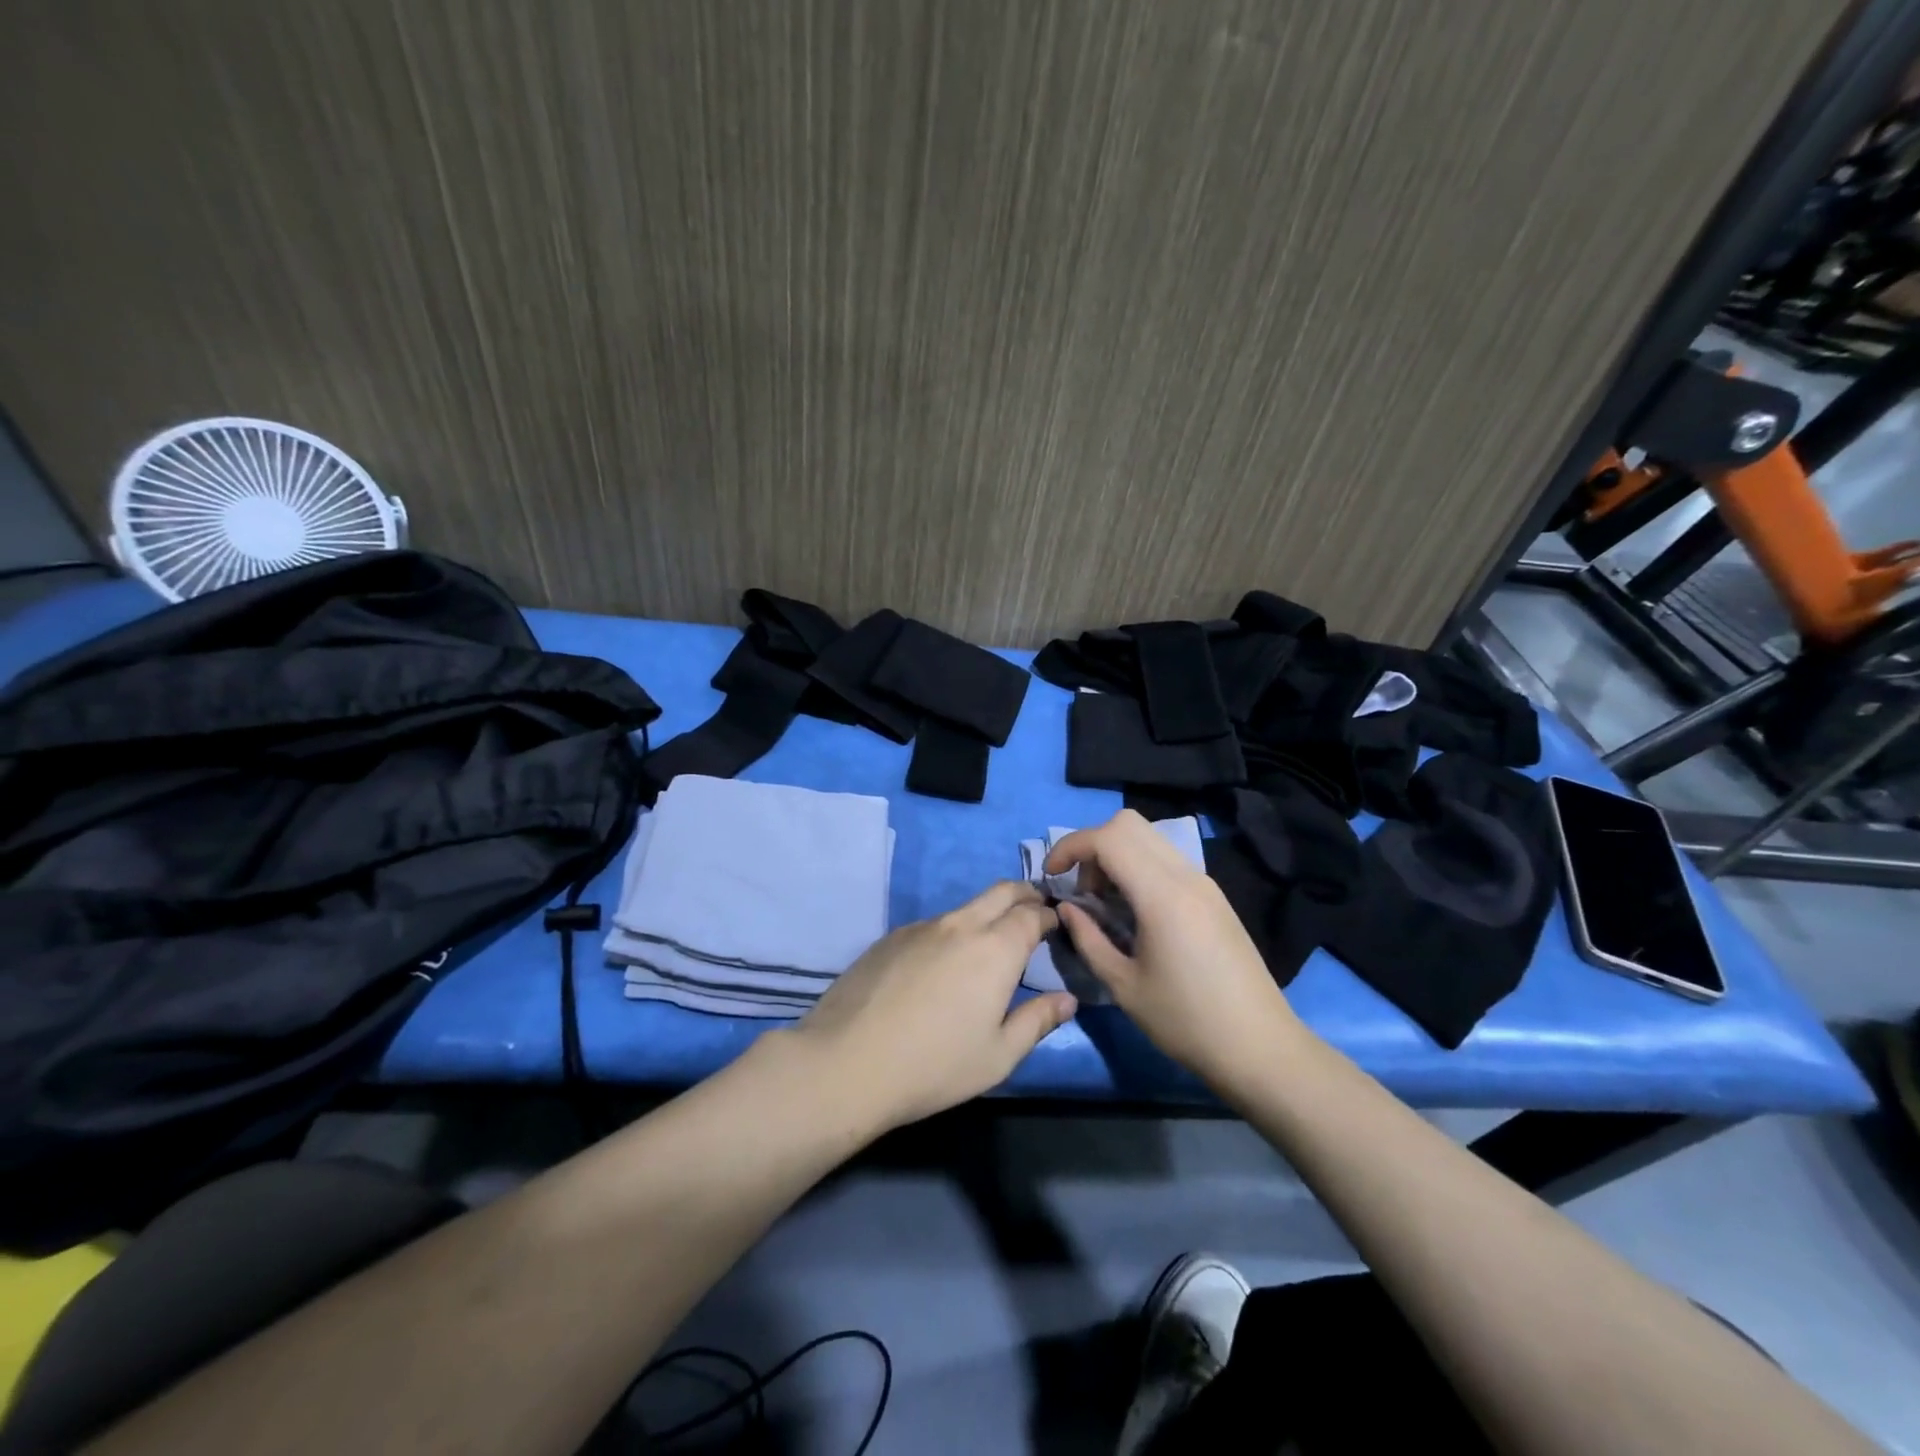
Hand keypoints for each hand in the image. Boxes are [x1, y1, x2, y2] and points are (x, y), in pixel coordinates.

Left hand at [787, 881, 1077, 1131]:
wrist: (848, 1061)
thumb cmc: (935, 1065)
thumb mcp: (998, 1055)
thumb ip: (1037, 1021)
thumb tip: (1067, 999)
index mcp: (995, 949)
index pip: (1032, 914)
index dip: (1049, 915)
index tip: (1056, 924)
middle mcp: (960, 925)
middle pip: (1001, 891)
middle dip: (1024, 895)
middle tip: (1034, 911)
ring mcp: (921, 927)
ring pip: (964, 908)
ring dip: (985, 915)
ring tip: (987, 945)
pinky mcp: (890, 937)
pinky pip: (932, 925)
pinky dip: (950, 933)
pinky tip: (939, 967)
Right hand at [1047, 810, 1304, 1093]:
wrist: (1261, 1048)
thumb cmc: (1187, 1022)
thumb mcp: (1124, 986)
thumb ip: (1088, 939)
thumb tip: (1067, 907)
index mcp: (1162, 895)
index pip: (1108, 838)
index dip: (1070, 846)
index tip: (1052, 876)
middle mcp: (1185, 876)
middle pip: (1128, 824)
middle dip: (1093, 845)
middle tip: (1082, 890)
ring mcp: (1204, 883)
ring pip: (1149, 838)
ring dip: (1116, 855)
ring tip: (1105, 903)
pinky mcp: (1214, 897)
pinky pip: (1166, 859)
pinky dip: (1139, 867)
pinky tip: (1134, 912)